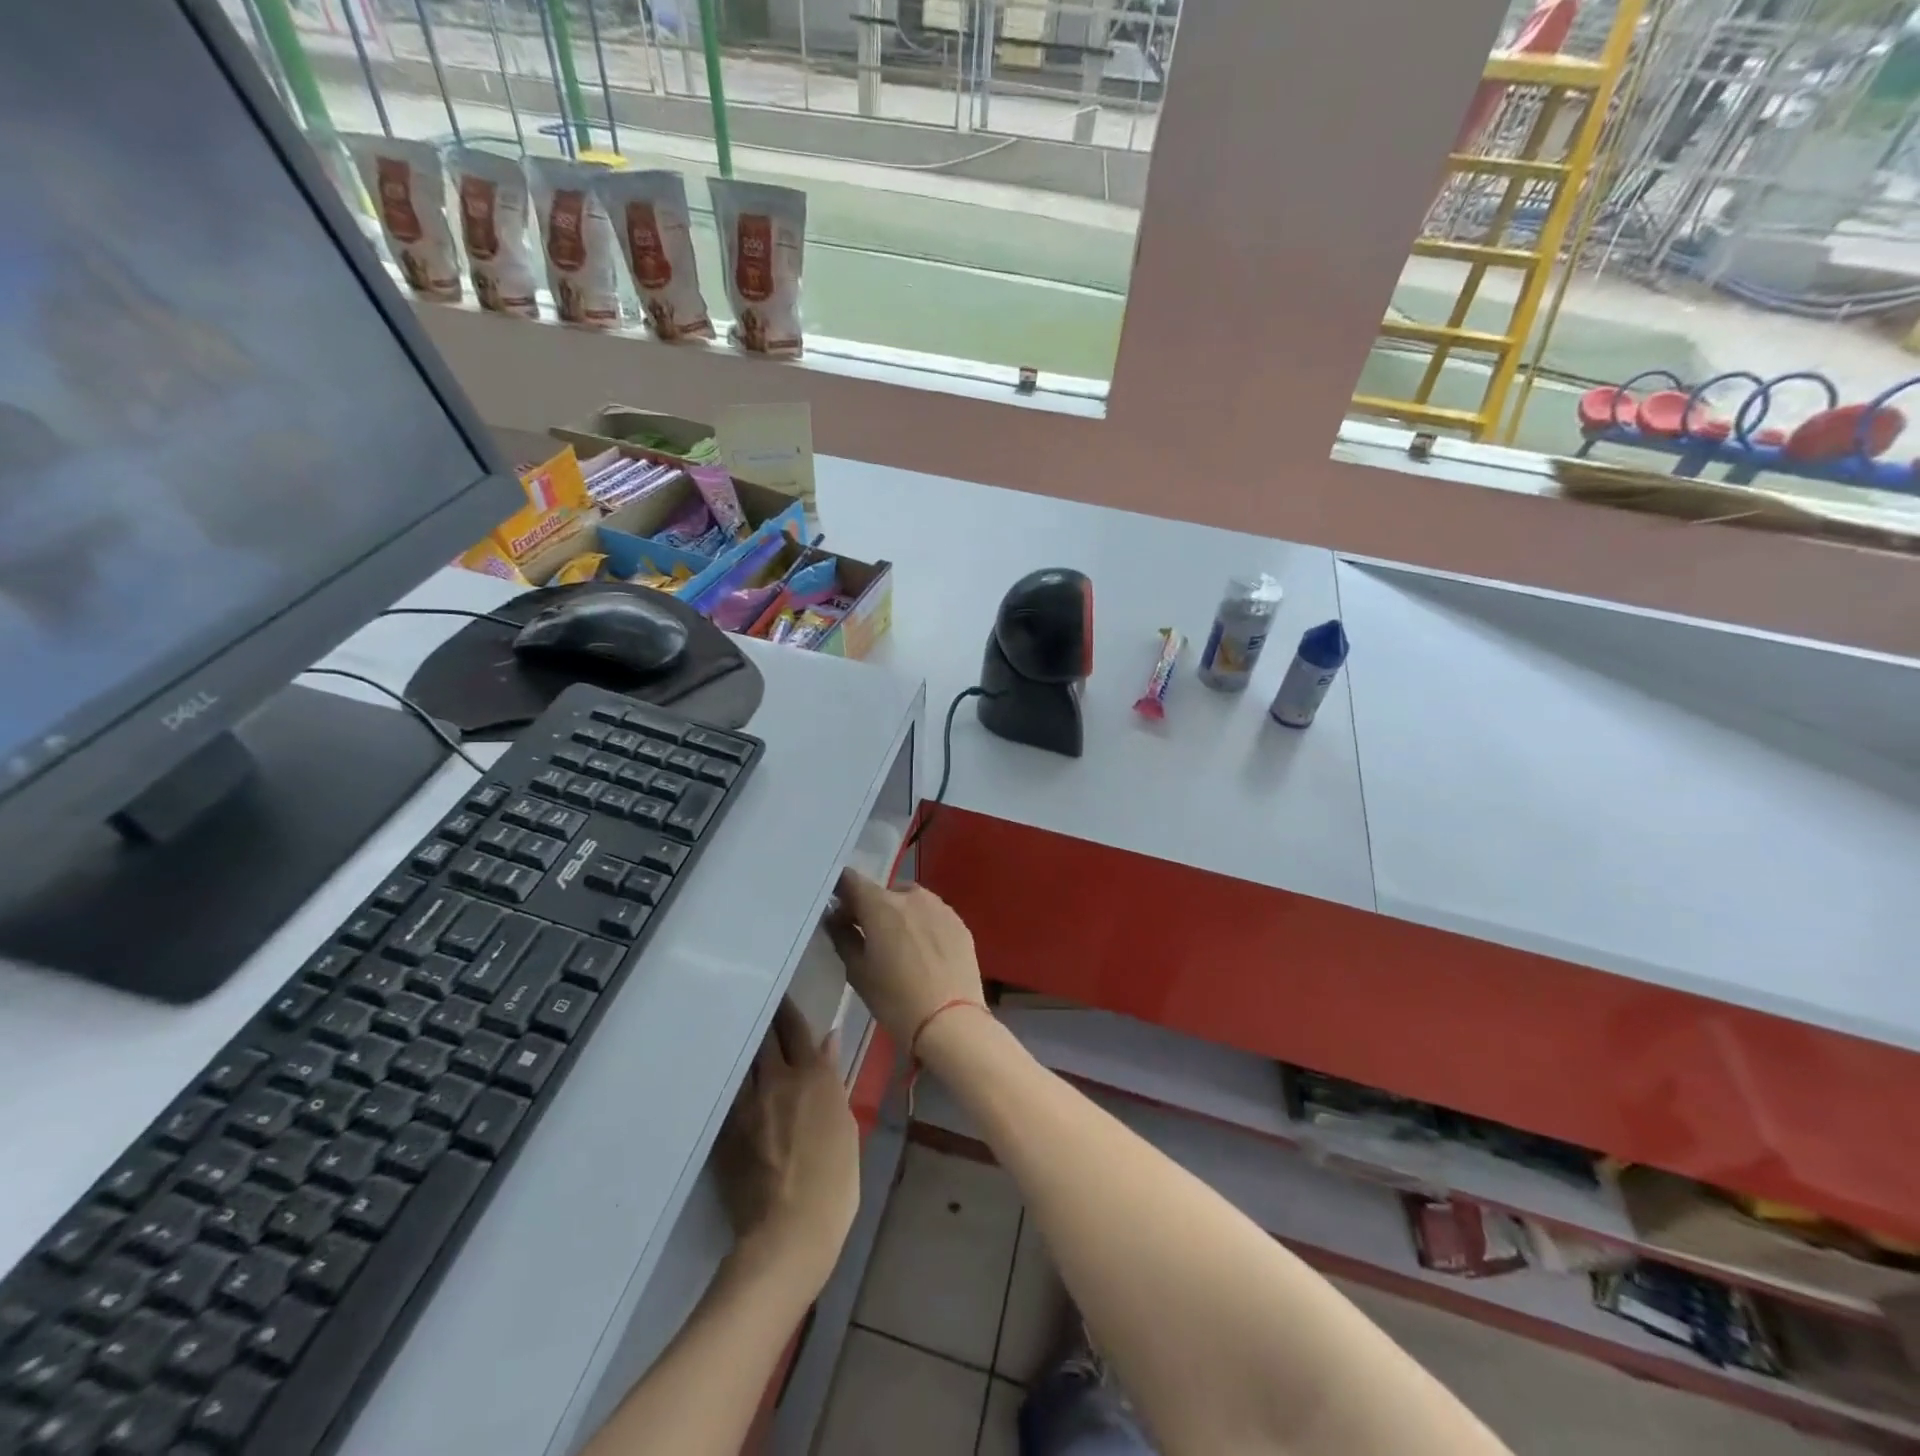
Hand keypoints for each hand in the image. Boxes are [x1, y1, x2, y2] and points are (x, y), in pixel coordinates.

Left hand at [715, 999, 859, 1289]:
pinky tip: (729, 1077)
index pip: (796, 1028)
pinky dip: (732, 1079)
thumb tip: (827, 1041)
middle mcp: (776, 1080)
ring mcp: (745, 1105)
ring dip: (745, 1046)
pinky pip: (728, 1092)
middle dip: (764, 1020)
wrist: (789, 1232)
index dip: (788, 1010)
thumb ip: (832, 1078)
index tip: (781, 995)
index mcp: (812, 1076)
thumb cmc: (835, 1181)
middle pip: (765, 1037)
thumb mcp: (846, 1124)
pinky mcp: (724, 1131)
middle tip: (759, 1005)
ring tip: (742, 1035)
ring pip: (742, 1060)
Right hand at [827, 870, 985, 1052]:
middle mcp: (911, 896)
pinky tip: (923, 951)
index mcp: (881, 905)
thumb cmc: (896, 999)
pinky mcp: (959, 922)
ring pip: (911, 900)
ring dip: (899, 914)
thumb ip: (843, 937)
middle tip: (867, 935)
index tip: (837, 908)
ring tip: (898, 944)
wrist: (951, 1021)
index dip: (841, 890)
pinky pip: (933, 914)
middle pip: (883, 891)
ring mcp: (940, 907)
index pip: (852, 880)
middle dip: (871, 908)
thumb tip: (835, 917)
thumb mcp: (858, 972)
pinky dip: (922, 924)